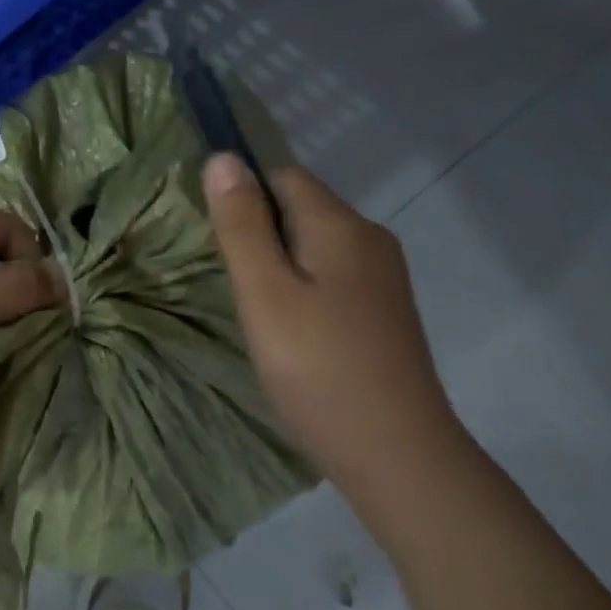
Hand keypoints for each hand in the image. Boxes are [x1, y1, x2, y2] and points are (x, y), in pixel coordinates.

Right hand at [204, 154, 462, 483]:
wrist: (396, 452)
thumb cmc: (318, 368)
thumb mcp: (265, 294)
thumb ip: (242, 226)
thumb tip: (223, 157)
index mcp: (341, 225)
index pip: (283, 175)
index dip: (243, 193)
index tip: (213, 237)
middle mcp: (370, 239)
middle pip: (302, 208)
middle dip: (259, 230)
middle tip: (229, 281)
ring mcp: (384, 278)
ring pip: (317, 245)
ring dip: (280, 262)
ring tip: (255, 309)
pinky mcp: (385, 312)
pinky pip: (334, 277)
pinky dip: (304, 288)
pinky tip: (291, 330)